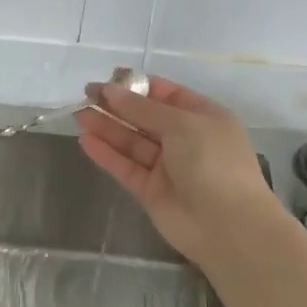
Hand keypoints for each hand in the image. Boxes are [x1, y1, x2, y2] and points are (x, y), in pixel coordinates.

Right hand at [75, 76, 282, 268]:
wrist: (228, 226)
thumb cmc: (213, 162)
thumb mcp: (182, 124)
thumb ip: (143, 109)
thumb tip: (111, 90)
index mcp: (203, 117)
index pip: (166, 94)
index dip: (137, 86)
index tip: (108, 80)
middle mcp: (185, 139)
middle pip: (145, 117)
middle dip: (116, 105)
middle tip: (85, 94)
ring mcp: (168, 166)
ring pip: (132, 142)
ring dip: (107, 127)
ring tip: (78, 114)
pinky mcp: (151, 191)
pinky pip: (126, 167)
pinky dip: (107, 154)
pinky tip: (86, 141)